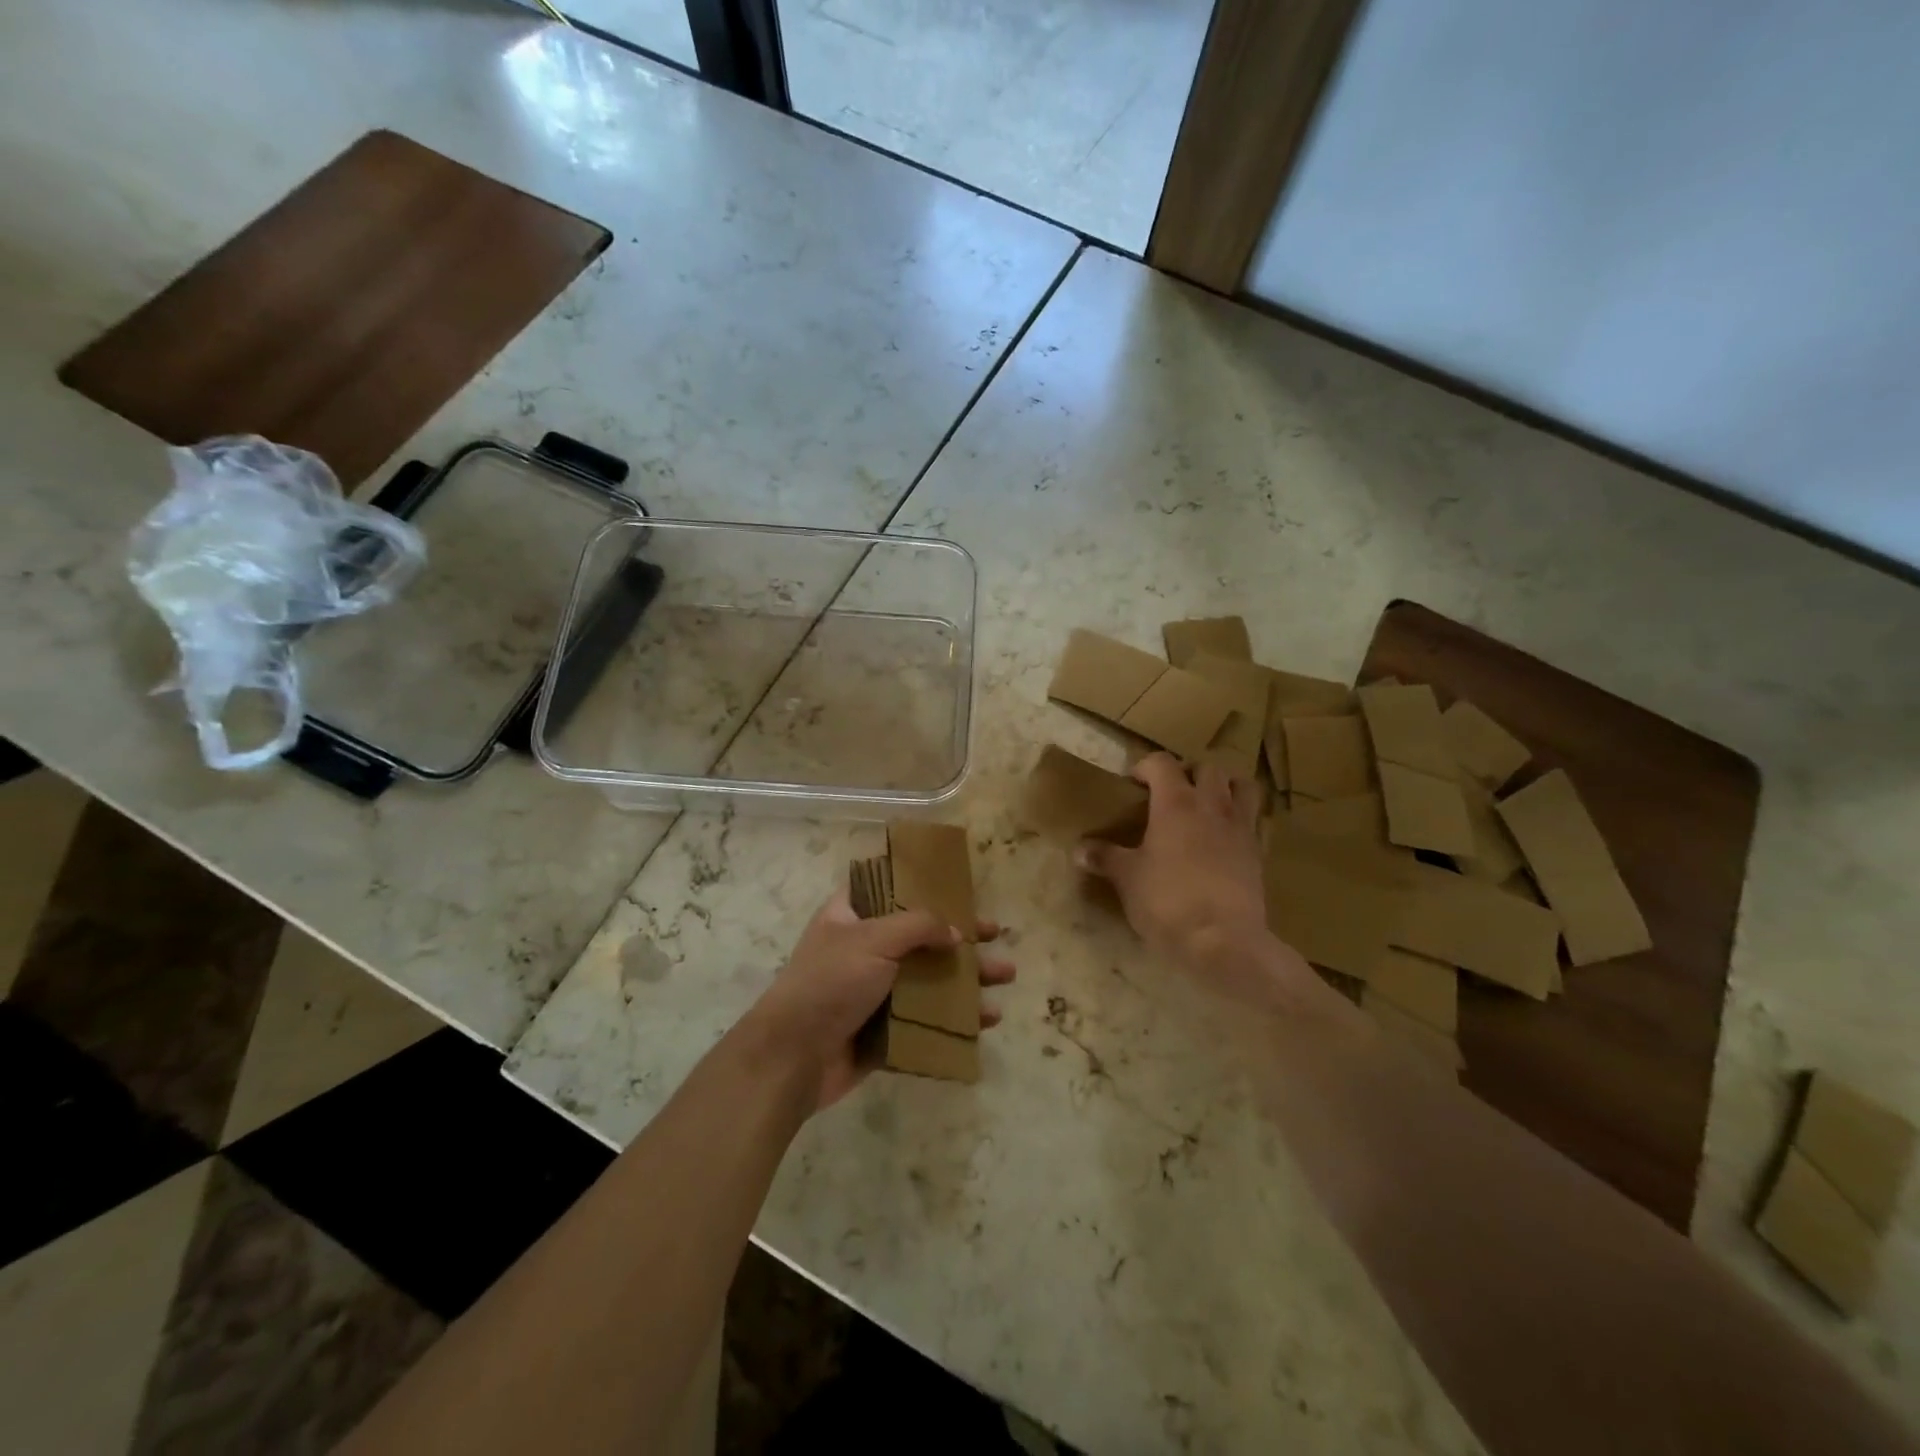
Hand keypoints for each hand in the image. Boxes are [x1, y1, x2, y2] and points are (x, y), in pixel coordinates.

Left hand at [750, 888, 1014, 1112]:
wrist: (793, 1058)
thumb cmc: (829, 983)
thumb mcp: (873, 939)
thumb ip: (919, 926)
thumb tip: (956, 934)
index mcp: (852, 916)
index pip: (890, 888)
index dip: (925, 885)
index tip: (960, 888)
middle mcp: (864, 948)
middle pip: (922, 936)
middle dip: (962, 938)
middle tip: (997, 936)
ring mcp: (875, 991)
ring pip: (930, 979)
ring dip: (967, 979)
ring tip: (1005, 979)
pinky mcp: (884, 1029)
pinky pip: (927, 1019)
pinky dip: (956, 1018)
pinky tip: (985, 1021)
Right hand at [1074, 755, 1293, 1001]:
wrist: (1223, 940)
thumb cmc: (1167, 901)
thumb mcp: (1127, 879)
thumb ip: (1105, 858)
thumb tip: (1079, 849)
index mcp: (1175, 803)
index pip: (1161, 763)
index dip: (1145, 767)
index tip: (1132, 785)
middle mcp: (1211, 805)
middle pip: (1207, 767)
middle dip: (1188, 773)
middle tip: (1171, 794)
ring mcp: (1240, 827)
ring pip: (1241, 785)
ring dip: (1224, 787)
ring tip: (1206, 805)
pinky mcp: (1258, 852)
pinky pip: (1253, 820)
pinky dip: (1239, 819)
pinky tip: (1224, 838)